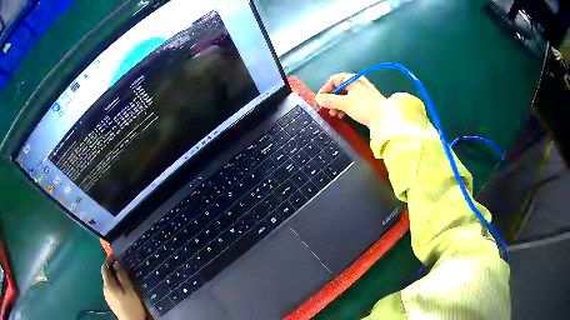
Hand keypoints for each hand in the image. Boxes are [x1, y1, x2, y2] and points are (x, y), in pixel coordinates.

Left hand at [102, 257, 145, 319]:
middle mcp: (105, 289)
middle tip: (123, 268)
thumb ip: (122, 277)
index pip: (104, 268)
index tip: (116, 256)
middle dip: (113, 270)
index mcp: (108, 285)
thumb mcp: (130, 291)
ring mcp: (107, 296)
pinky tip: (123, 290)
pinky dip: (115, 285)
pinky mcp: (110, 301)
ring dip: (114, 278)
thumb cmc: (132, 307)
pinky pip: (111, 289)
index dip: (109, 260)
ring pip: (109, 282)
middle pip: (106, 275)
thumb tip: (116, 263)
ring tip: (124, 279)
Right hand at [315, 73, 385, 127]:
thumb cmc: (364, 107)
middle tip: (326, 108)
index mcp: (353, 79)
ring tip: (333, 114)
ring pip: (344, 96)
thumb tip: (317, 98)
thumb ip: (329, 100)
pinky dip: (344, 108)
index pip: (334, 79)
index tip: (320, 99)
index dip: (325, 88)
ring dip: (336, 105)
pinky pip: (351, 102)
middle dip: (331, 98)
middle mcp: (357, 84)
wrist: (384, 119)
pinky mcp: (366, 103)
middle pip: (339, 88)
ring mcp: (362, 93)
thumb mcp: (344, 103)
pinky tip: (341, 116)